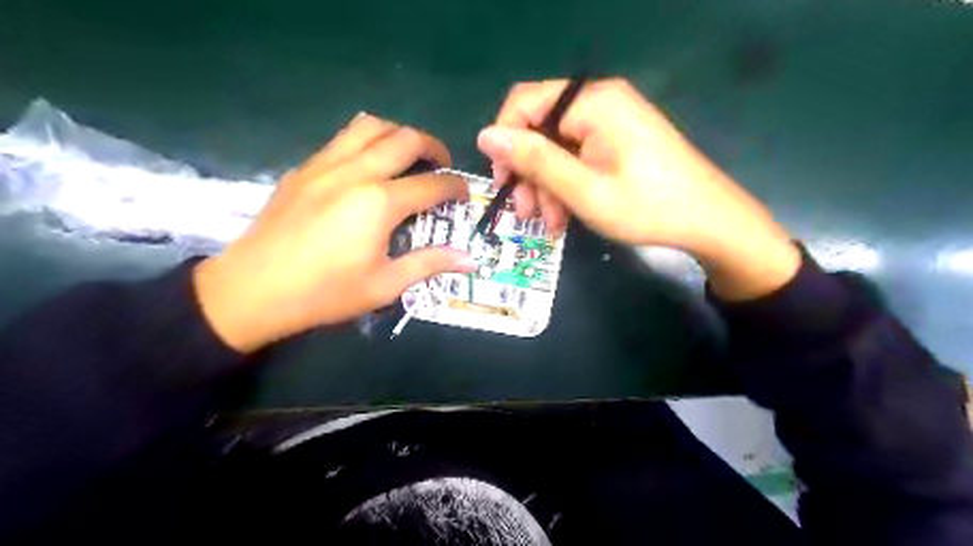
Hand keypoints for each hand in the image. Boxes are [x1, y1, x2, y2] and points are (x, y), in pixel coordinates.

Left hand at [192, 115, 474, 352]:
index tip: (465, 195)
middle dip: (433, 147)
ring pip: (370, 126)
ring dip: (398, 134)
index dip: (456, 187)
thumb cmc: (324, 293)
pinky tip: (367, 166)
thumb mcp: (385, 285)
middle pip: (405, 138)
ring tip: (407, 156)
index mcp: (379, 203)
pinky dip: (366, 141)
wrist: (252, 290)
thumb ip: (430, 263)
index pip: (432, 184)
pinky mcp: (303, 168)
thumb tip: (470, 258)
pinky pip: (342, 138)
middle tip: (441, 166)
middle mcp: (356, 172)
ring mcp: (325, 164)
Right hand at [476, 79, 802, 300]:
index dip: (505, 142)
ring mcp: (612, 121)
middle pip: (541, 129)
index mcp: (591, 102)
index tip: (504, 183)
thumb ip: (535, 160)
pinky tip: (565, 216)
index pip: (524, 104)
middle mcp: (599, 102)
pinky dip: (567, 185)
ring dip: (546, 186)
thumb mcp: (583, 189)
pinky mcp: (619, 140)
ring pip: (557, 148)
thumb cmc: (647, 207)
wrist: (710, 221)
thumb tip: (486, 135)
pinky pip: (578, 156)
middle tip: (526, 214)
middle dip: (529, 173)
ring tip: (549, 224)